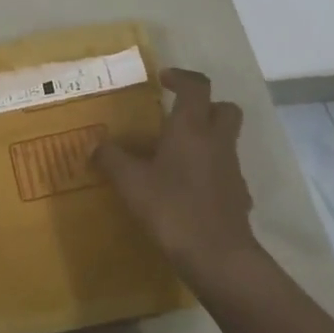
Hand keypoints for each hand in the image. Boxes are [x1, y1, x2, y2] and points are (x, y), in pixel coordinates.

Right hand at [94, 69, 258, 278]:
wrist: (217, 255)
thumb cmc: (172, 208)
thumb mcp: (131, 183)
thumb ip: (112, 159)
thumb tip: (94, 144)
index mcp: (191, 128)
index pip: (197, 86)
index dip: (182, 77)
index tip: (164, 79)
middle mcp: (217, 141)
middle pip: (224, 109)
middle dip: (206, 106)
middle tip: (179, 116)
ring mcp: (232, 169)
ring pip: (226, 140)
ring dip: (207, 139)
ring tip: (177, 156)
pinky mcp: (239, 195)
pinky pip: (226, 172)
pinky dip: (211, 171)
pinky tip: (189, 189)